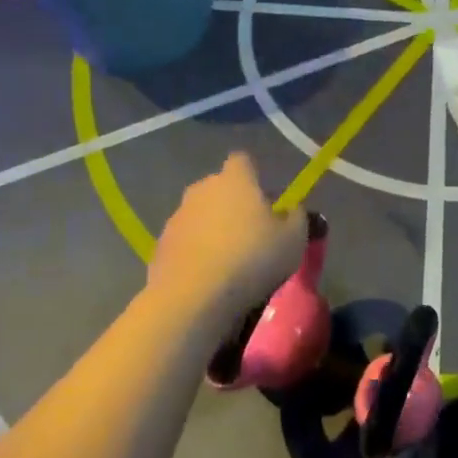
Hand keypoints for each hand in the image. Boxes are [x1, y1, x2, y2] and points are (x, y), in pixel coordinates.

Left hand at [149, 153, 305, 329]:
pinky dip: (196, 252)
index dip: (254, 176)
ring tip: (229, 261)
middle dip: (233, 203)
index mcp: (235, 179)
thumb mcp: (294, 239)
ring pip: (200, 215)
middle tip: (252, 233)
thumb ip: (296, 217)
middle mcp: (202, 189)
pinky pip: (185, 241)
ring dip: (213, 229)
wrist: (194, 297)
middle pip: (219, 187)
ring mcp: (177, 216)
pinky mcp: (161, 245)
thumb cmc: (252, 259)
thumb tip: (291, 209)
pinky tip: (208, 277)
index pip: (243, 160)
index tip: (265, 199)